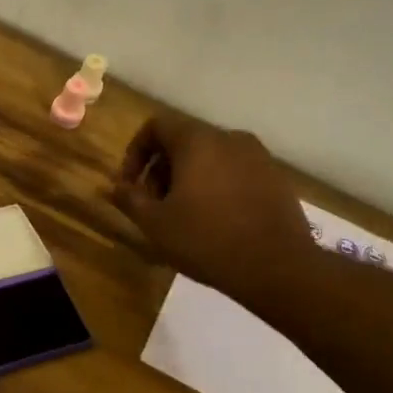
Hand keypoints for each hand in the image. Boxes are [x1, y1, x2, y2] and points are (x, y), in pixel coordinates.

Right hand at [111, 113, 317, 307]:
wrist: (276, 266)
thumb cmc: (206, 240)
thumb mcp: (154, 224)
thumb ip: (129, 199)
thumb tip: (116, 187)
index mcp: (197, 141)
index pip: (156, 126)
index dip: (135, 152)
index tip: (130, 185)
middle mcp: (229, 138)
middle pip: (183, 141)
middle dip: (160, 169)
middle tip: (153, 204)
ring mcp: (258, 157)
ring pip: (210, 157)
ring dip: (188, 178)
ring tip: (182, 215)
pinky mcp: (275, 178)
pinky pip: (234, 172)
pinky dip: (216, 186)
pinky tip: (214, 220)